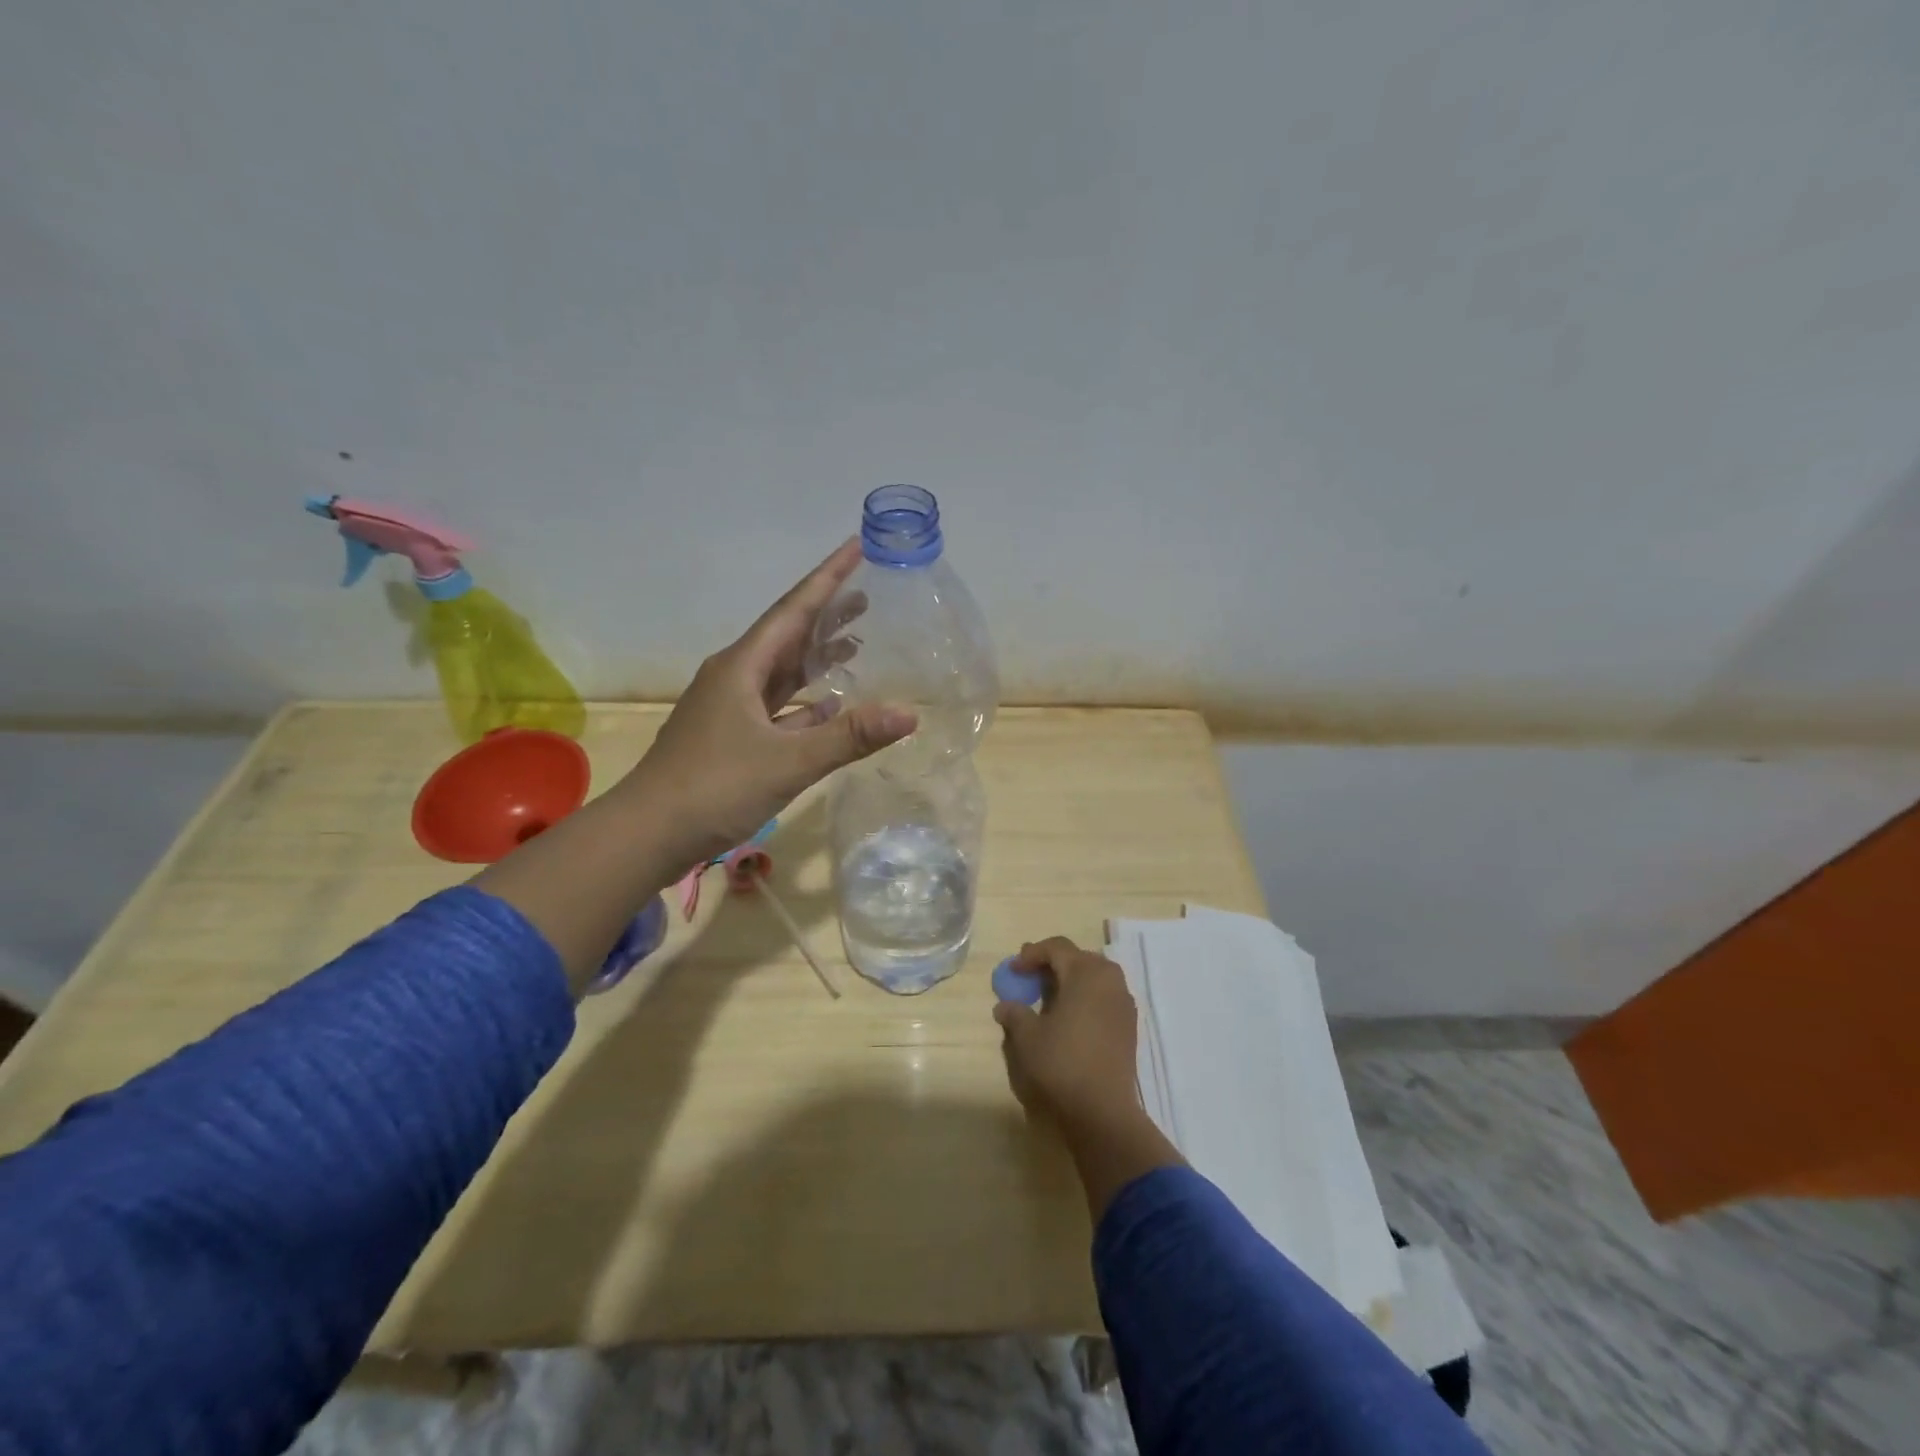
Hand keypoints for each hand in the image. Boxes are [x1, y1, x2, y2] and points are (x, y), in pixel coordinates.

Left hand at [618, 540, 915, 867]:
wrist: (648, 834)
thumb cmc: (714, 787)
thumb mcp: (788, 761)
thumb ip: (849, 737)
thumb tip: (909, 713)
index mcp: (742, 667)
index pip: (793, 609)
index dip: (828, 577)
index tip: (857, 545)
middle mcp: (734, 678)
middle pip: (788, 635)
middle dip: (827, 614)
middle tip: (868, 596)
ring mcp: (730, 709)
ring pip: (783, 672)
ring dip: (817, 657)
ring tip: (856, 644)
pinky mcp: (732, 737)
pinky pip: (778, 707)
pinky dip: (807, 702)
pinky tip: (830, 706)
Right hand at [993, 937, 1142, 1130]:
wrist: (1103, 1110)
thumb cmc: (1061, 1063)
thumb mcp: (1027, 1037)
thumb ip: (1015, 1014)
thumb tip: (1004, 1006)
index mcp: (1086, 973)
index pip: (1057, 948)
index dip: (1032, 954)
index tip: (1013, 970)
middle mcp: (1110, 979)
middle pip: (1079, 958)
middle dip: (1053, 963)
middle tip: (1031, 976)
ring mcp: (1124, 1002)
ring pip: (1095, 976)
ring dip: (1072, 980)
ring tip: (1050, 997)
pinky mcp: (1129, 1025)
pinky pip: (1105, 996)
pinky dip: (1086, 997)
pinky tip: (1071, 1017)